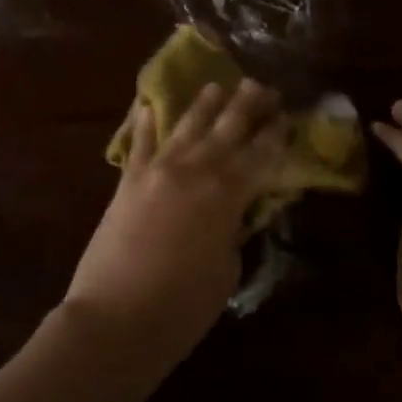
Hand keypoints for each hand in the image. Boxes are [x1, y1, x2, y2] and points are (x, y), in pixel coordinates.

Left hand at [67, 80, 285, 343]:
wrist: (115, 317)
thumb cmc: (182, 306)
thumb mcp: (225, 271)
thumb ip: (231, 232)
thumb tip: (232, 213)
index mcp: (226, 194)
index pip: (259, 155)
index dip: (275, 134)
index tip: (286, 114)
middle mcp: (193, 171)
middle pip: (225, 130)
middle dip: (245, 106)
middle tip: (260, 85)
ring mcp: (156, 172)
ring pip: (185, 128)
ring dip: (202, 105)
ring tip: (216, 85)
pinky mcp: (126, 183)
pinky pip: (138, 145)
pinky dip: (144, 125)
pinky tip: (147, 106)